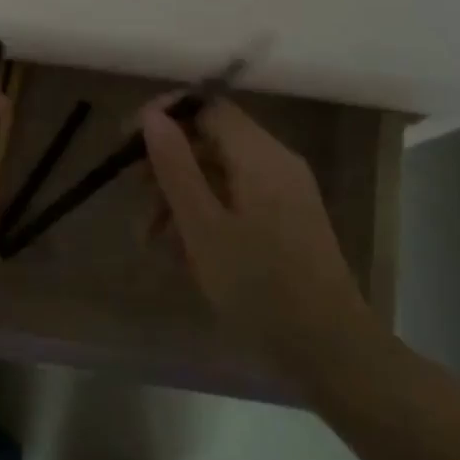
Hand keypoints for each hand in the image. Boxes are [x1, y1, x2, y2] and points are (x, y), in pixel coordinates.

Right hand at [142, 99, 375, 380]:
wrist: (332, 353)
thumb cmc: (260, 287)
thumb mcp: (203, 227)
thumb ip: (175, 166)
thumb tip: (151, 116)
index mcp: (259, 154)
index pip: (207, 106)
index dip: (165, 115)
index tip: (128, 143)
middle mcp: (276, 161)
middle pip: (211, 140)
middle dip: (168, 165)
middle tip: (136, 201)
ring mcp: (285, 192)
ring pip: (220, 174)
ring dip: (182, 196)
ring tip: (152, 240)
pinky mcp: (287, 221)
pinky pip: (237, 200)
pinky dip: (206, 215)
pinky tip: (183, 252)